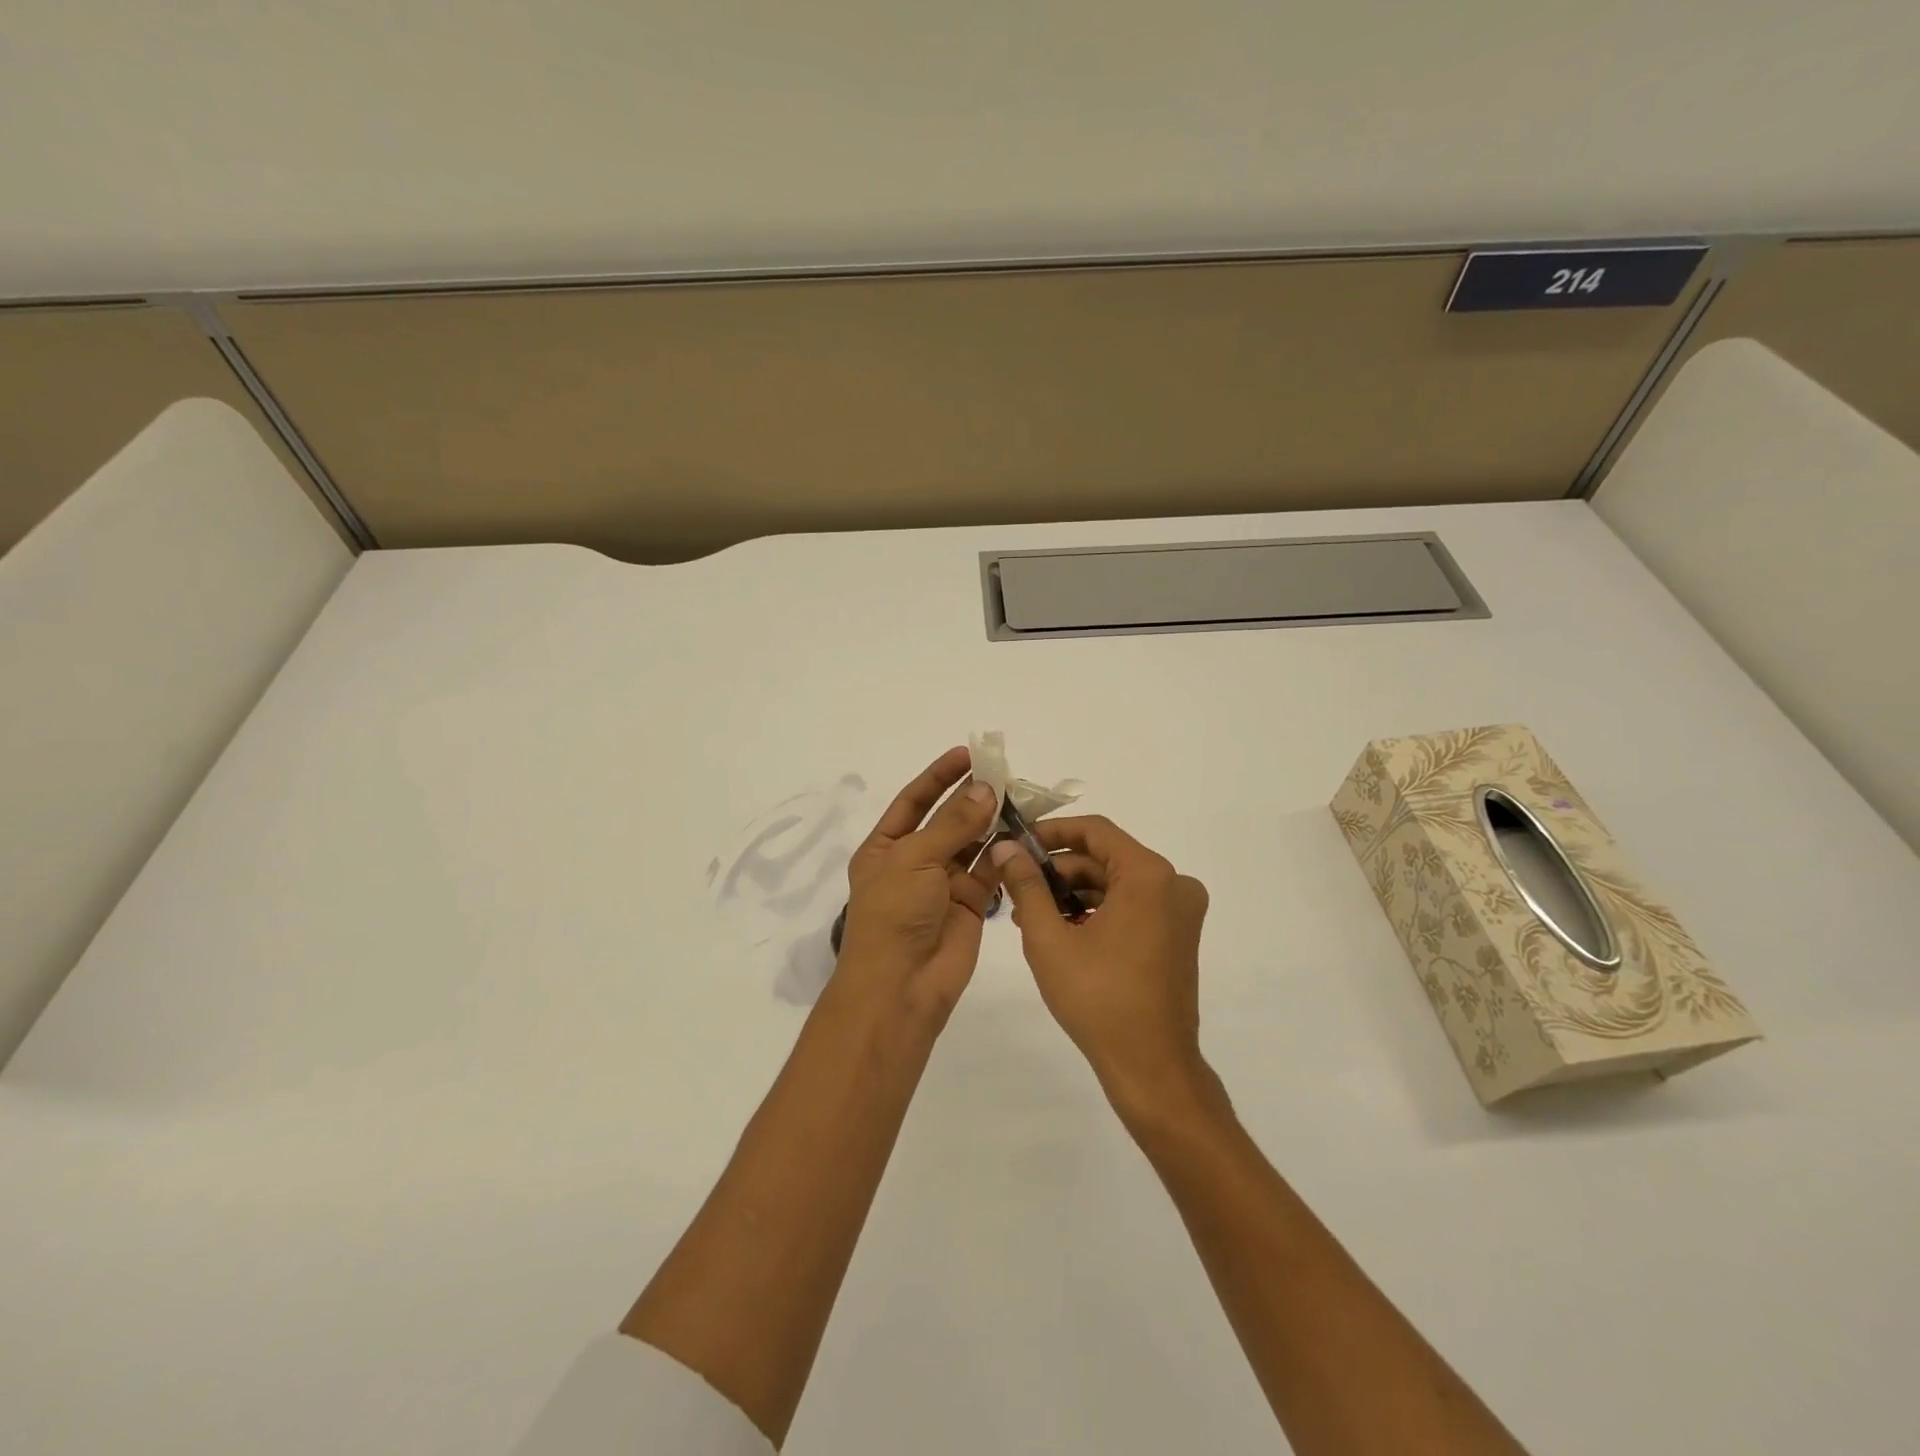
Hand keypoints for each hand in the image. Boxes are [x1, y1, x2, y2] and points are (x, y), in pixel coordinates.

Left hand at [834, 746, 998, 1030]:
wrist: (901, 986)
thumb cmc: (895, 913)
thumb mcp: (916, 859)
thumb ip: (953, 823)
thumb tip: (985, 788)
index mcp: (885, 847)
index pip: (913, 801)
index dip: (938, 776)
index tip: (967, 754)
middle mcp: (914, 861)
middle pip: (946, 819)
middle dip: (971, 796)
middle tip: (1003, 772)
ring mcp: (943, 883)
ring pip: (972, 842)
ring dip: (991, 821)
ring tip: (1019, 796)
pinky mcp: (971, 903)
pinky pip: (990, 870)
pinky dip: (1005, 852)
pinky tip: (1023, 832)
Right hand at [990, 816, 1219, 1119]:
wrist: (1151, 1067)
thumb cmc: (1099, 999)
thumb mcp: (1050, 938)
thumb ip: (1027, 885)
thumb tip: (1006, 847)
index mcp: (1149, 875)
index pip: (1095, 831)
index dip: (1052, 831)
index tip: (1017, 843)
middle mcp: (1173, 884)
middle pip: (1105, 858)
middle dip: (1058, 869)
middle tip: (1017, 885)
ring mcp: (1180, 911)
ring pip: (1116, 883)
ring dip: (1074, 892)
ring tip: (1030, 914)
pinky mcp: (1178, 934)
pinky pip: (1132, 905)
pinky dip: (1097, 910)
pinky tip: (1061, 930)